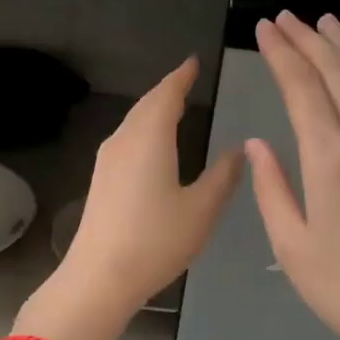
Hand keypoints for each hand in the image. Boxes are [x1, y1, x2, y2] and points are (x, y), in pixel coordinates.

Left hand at [53, 57, 243, 320]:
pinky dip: (143, 130)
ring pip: (133, 122)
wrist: (99, 277)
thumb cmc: (156, 239)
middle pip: (146, 105)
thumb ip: (223, 176)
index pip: (167, 94)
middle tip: (187, 81)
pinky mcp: (101, 180)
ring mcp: (107, 160)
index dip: (181, 76)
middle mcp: (124, 140)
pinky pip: (126, 140)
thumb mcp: (202, 209)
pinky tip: (153, 145)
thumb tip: (240, 150)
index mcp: (150, 137)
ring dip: (153, 110)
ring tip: (174, 107)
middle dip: (167, 90)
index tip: (193, 62)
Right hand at [247, 12, 339, 339]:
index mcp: (331, 161)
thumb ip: (272, 188)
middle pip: (338, 74)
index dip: (282, 54)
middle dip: (309, 40)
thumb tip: (258, 143)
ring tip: (325, 23)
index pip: (302, 89)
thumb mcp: (291, 246)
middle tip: (286, 16)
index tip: (265, 28)